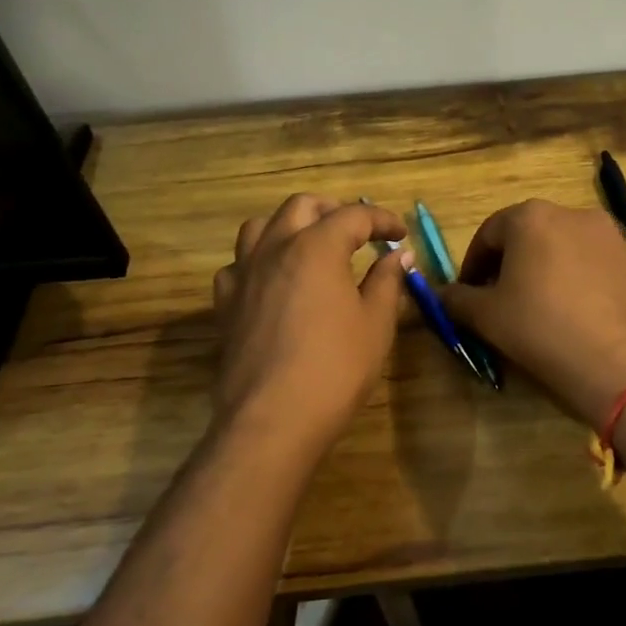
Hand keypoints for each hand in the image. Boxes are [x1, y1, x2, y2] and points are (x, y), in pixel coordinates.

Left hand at [212, 195, 409, 459]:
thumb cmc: (335, 368)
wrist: (272, 419)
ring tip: (310, 247)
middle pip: (301, 206)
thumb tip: (398, 256)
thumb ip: (387, 281)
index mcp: (316, 247)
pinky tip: (274, 283)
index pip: (354, 216)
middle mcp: (275, 248)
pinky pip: (238, 265)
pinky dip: (260, 261)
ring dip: (289, 227)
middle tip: (357, 233)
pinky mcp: (225, 304)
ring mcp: (244, 275)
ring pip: (260, 227)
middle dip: (333, 211)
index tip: (400, 235)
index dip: (382, 220)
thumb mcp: (376, 324)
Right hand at [440, 201, 625, 425]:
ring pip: (562, 246)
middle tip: (500, 301)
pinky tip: (574, 312)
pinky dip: (575, 278)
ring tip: (538, 308)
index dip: (472, 265)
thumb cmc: (541, 329)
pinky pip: (592, 262)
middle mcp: (572, 212)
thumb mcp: (487, 316)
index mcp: (531, 216)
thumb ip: (457, 299)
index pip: (488, 234)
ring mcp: (609, 234)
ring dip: (543, 269)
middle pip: (527, 235)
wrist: (620, 362)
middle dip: (509, 264)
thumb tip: (439, 294)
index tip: (468, 295)